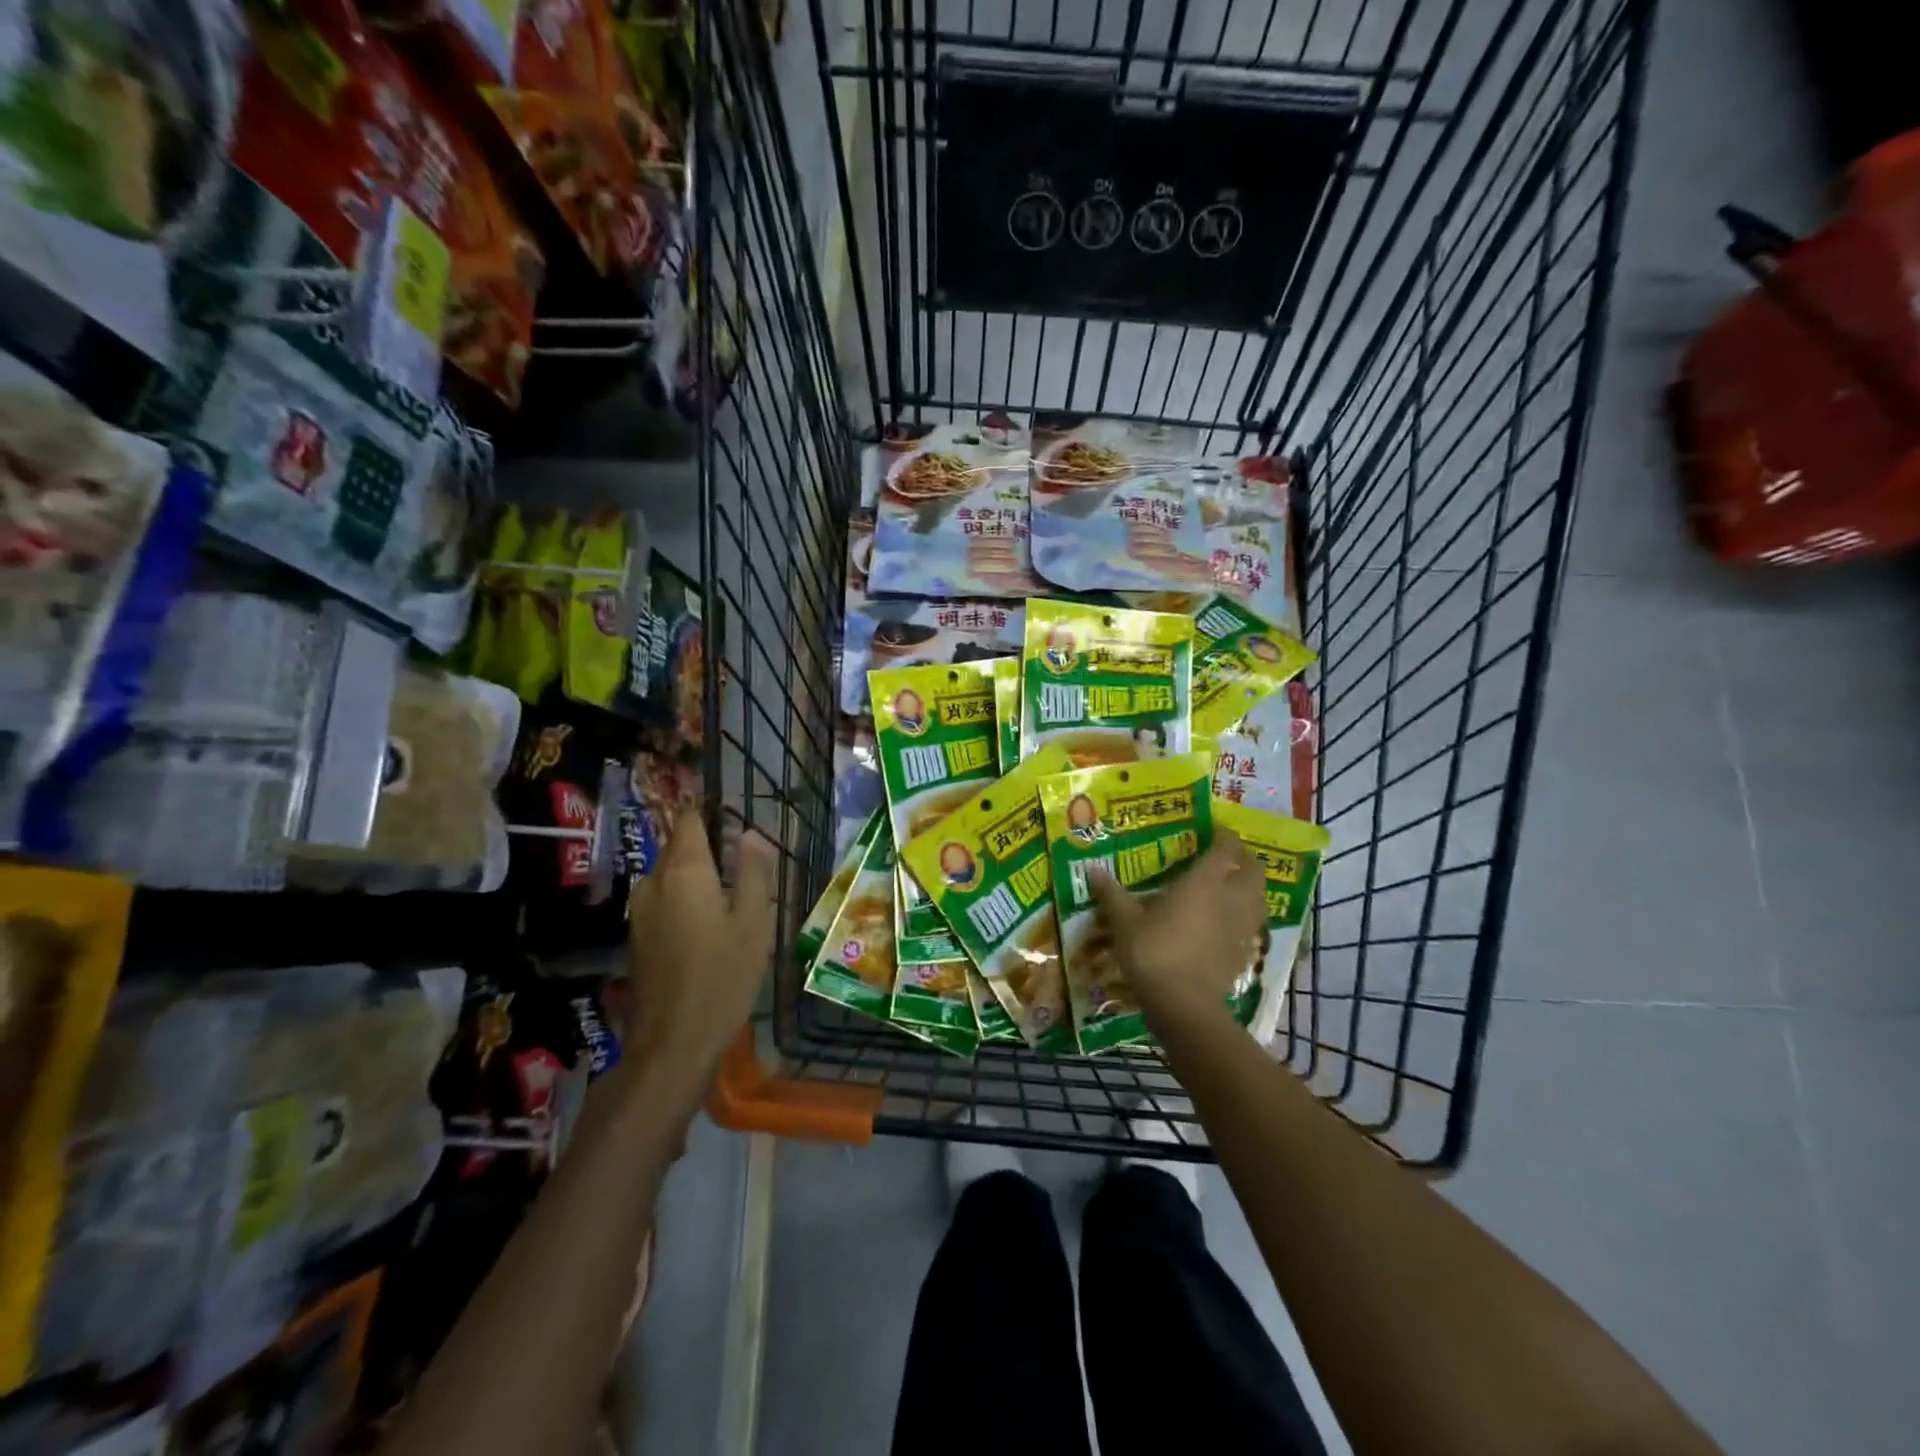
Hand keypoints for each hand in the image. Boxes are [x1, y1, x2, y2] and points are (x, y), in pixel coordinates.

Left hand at [624, 815, 778, 1084]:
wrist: (672, 1043)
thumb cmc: (723, 976)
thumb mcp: (754, 922)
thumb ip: (755, 872)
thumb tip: (752, 833)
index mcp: (684, 871)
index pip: (690, 820)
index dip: (710, 811)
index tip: (735, 814)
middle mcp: (654, 882)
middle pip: (679, 847)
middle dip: (709, 845)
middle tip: (746, 861)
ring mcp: (640, 911)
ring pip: (671, 875)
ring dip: (698, 876)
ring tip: (734, 894)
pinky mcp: (638, 937)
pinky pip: (664, 900)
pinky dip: (686, 899)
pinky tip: (711, 924)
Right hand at [1088, 829, 1264, 1028]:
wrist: (1183, 1005)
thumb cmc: (1153, 951)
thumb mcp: (1124, 921)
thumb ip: (1111, 894)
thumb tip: (1092, 869)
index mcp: (1204, 882)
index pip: (1226, 847)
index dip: (1224, 835)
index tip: (1213, 830)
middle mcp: (1230, 899)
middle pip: (1254, 871)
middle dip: (1245, 860)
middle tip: (1227, 857)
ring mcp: (1241, 928)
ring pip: (1259, 899)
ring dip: (1250, 889)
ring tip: (1231, 888)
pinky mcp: (1244, 955)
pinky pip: (1251, 927)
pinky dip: (1244, 919)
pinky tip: (1226, 925)